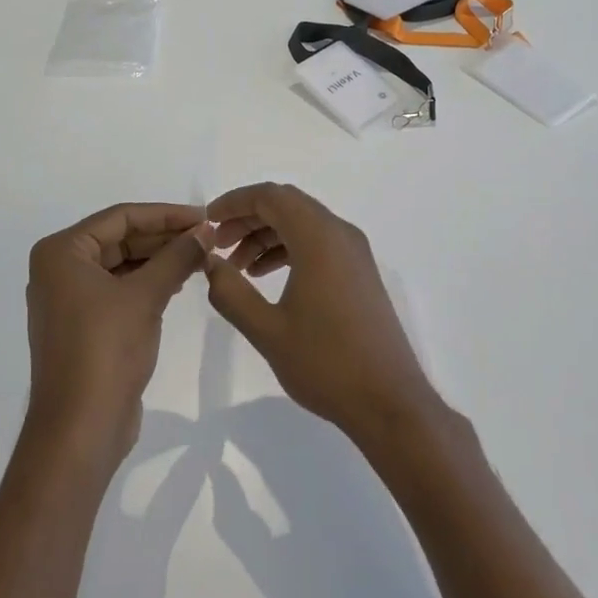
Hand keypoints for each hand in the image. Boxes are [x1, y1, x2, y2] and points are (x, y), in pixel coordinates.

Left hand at [25, 203, 211, 463]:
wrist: (80, 428)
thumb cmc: (105, 350)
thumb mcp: (146, 296)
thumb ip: (178, 257)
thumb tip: (207, 230)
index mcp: (62, 252)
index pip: (120, 217)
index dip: (166, 214)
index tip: (205, 217)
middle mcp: (59, 269)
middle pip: (120, 239)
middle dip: (165, 237)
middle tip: (209, 237)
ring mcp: (70, 299)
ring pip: (122, 265)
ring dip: (160, 260)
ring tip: (202, 257)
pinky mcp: (84, 325)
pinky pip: (120, 290)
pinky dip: (149, 283)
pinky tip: (180, 282)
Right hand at [204, 184, 441, 449]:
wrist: (389, 401)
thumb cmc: (326, 363)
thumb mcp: (267, 330)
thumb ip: (230, 291)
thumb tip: (209, 262)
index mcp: (319, 238)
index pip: (271, 196)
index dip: (235, 202)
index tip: (207, 222)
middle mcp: (340, 234)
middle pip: (287, 205)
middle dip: (248, 218)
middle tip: (218, 245)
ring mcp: (355, 253)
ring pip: (302, 224)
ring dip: (267, 236)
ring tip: (237, 267)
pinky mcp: (360, 273)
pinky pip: (318, 243)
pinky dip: (288, 249)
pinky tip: (266, 278)